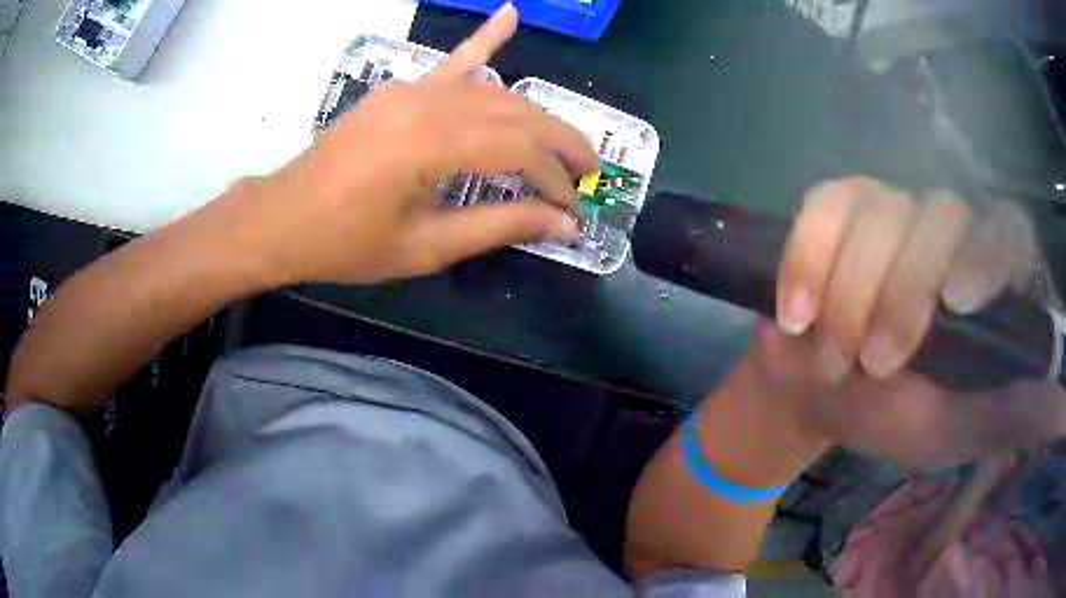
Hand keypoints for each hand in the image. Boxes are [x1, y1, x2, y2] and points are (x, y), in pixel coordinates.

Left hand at [214, 4, 596, 285]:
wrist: (282, 219)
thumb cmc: (345, 244)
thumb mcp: (424, 247)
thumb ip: (498, 227)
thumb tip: (564, 224)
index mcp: (428, 144)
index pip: (518, 148)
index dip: (553, 178)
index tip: (572, 208)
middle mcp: (426, 104)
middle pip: (515, 112)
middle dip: (561, 142)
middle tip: (590, 172)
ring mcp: (411, 89)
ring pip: (494, 91)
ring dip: (537, 113)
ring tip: (569, 140)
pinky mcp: (400, 90)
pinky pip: (450, 61)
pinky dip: (484, 39)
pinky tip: (510, 15)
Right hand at [743, 178, 1065, 468]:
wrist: (817, 396)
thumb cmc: (892, 416)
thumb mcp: (955, 429)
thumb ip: (1011, 413)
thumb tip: (1065, 405)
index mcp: (986, 280)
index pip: (1007, 228)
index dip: (989, 252)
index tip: (956, 302)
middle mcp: (948, 230)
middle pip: (939, 216)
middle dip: (901, 293)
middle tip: (873, 365)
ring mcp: (892, 209)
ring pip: (879, 209)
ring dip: (849, 291)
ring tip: (831, 356)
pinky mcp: (839, 207)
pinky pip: (824, 205)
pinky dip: (806, 259)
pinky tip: (795, 313)